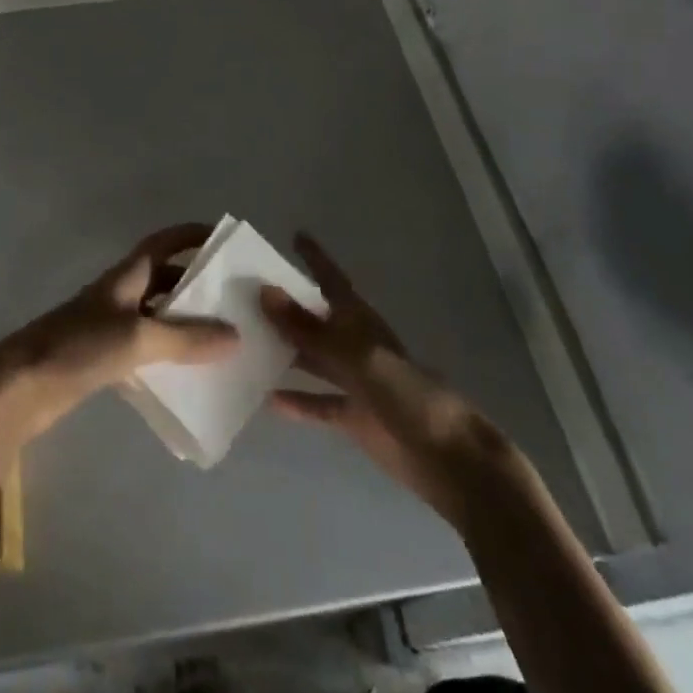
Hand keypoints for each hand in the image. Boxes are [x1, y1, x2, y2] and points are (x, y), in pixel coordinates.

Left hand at [0, 223, 236, 438]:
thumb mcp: (138, 338)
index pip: (163, 243)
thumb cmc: (79, 346)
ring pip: (157, 315)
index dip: (191, 235)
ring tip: (222, 337)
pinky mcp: (103, 356)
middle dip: (197, 284)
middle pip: (164, 279)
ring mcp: (110, 325)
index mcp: (126, 276)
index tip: (224, 238)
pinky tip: (189, 373)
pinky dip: (168, 353)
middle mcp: (120, 294)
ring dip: (184, 322)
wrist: (22, 386)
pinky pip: (146, 346)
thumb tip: (234, 335)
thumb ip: (185, 338)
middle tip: (234, 298)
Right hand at [261, 233, 512, 523]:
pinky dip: (296, 401)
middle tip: (246, 293)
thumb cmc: (407, 395)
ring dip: (284, 351)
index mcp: (360, 322)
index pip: (332, 280)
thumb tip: (265, 292)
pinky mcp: (354, 416)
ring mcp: (354, 382)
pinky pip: (318, 403)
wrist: (448, 457)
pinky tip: (265, 400)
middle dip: (287, 306)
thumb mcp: (354, 357)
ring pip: (312, 359)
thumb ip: (309, 329)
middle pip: (315, 319)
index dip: (315, 258)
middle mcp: (354, 345)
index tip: (295, 235)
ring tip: (244, 343)